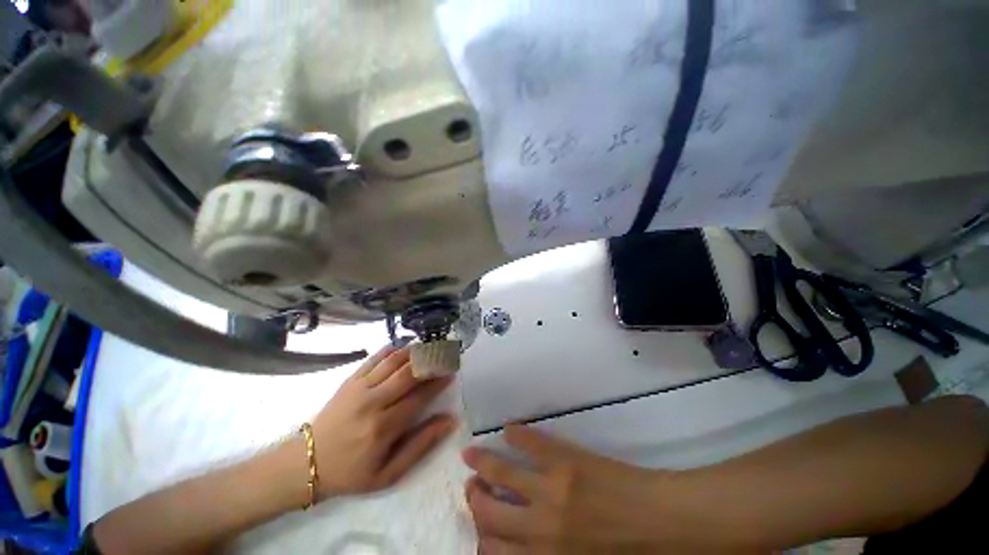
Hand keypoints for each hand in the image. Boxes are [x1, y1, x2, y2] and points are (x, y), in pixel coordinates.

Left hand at [311, 345, 455, 498]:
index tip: (452, 373)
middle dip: (432, 361)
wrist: (305, 463)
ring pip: (394, 360)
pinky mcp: (350, 380)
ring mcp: (359, 387)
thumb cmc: (351, 472)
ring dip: (416, 351)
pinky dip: (394, 349)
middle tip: (446, 355)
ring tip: (431, 348)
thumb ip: (422, 445)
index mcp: (383, 427)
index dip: (438, 382)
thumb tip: (450, 421)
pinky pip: (376, 357)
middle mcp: (373, 402)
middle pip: (409, 373)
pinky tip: (406, 347)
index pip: (420, 396)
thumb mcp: (389, 473)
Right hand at [463, 426, 705, 553]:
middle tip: (470, 486)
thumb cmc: (626, 553)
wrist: (661, 521)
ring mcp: (551, 487)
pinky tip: (509, 429)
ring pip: (501, 472)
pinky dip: (516, 434)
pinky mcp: (566, 459)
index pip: (492, 552)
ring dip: (482, 463)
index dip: (479, 538)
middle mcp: (540, 526)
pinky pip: (532, 442)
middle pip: (488, 512)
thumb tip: (522, 546)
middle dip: (473, 498)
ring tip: (472, 454)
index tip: (476, 525)